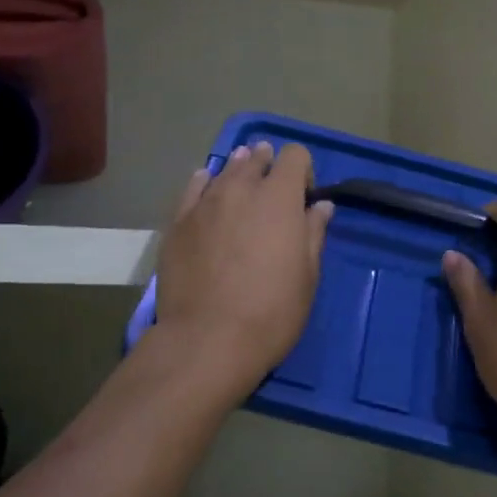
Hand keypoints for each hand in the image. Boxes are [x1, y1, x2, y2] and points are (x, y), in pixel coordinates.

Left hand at [154, 141, 333, 394]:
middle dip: (268, 167)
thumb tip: (319, 206)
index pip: (295, 155)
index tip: (304, 198)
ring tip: (242, 186)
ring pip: (224, 171)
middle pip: (256, 158)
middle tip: (272, 192)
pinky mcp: (177, 222)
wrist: (206, 340)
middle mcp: (241, 189)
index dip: (303, 170)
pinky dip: (204, 184)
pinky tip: (207, 189)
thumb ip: (314, 233)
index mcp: (279, 198)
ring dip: (238, 172)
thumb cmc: (271, 311)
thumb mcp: (308, 276)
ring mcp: (204, 203)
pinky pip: (193, 188)